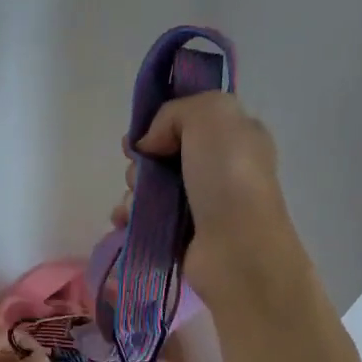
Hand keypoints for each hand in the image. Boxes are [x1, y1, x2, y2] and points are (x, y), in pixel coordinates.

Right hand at [111, 91, 304, 297]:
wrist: (236, 250)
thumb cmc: (228, 178)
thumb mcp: (212, 115)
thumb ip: (175, 111)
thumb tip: (149, 144)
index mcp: (234, 137)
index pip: (189, 120)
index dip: (160, 123)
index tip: (141, 136)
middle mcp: (218, 168)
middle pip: (162, 154)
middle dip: (141, 160)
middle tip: (141, 171)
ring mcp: (199, 204)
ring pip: (149, 187)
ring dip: (132, 191)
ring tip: (134, 204)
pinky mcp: (180, 234)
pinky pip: (144, 218)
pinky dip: (129, 217)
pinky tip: (125, 220)